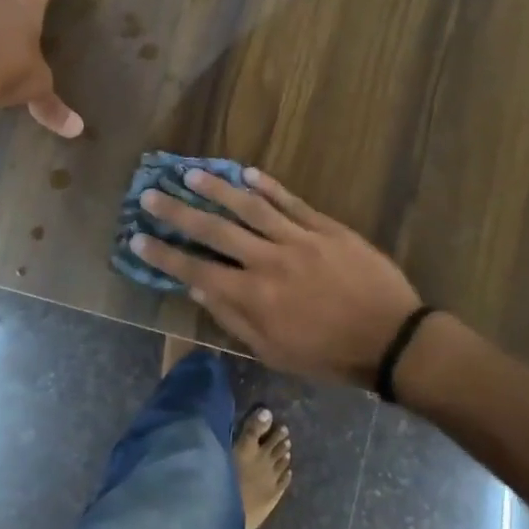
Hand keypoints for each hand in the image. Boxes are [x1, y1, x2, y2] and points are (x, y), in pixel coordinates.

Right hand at [130, 167, 421, 387]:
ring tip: (190, 173)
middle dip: (178, 212)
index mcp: (254, 297)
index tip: (136, 237)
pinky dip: (267, 185)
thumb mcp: (275, 351)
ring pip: (249, 207)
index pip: (196, 270)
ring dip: (216, 188)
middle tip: (150, 194)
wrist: (392, 339)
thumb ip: (234, 318)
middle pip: (215, 230)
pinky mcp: (325, 227)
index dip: (163, 254)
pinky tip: (245, 173)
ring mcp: (298, 239)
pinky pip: (291, 201)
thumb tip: (198, 289)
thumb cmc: (329, 355)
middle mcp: (269, 261)